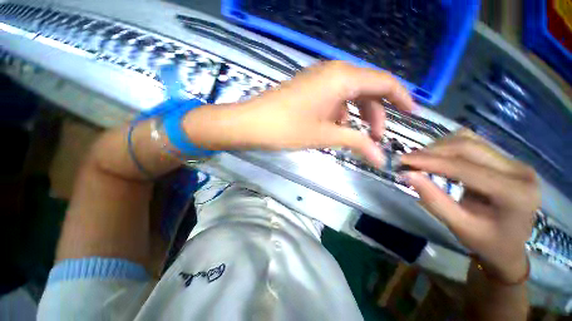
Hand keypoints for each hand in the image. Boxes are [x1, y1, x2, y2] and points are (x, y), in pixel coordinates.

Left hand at [182, 61, 413, 166]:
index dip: (402, 98)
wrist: (253, 123)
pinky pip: (334, 99)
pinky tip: (335, 130)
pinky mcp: (309, 88)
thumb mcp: (325, 135)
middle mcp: (333, 72)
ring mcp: (319, 79)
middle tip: (375, 139)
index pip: (384, 82)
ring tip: (354, 138)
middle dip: (375, 114)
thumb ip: (355, 142)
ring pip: (350, 96)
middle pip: (367, 90)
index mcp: (342, 78)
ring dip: (356, 117)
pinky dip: (340, 114)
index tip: (412, 115)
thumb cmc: (288, 128)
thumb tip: (380, 158)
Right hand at [401, 130, 539, 282]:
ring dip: (439, 147)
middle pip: (468, 146)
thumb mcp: (459, 227)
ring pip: (469, 140)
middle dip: (432, 151)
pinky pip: (473, 143)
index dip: (430, 161)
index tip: (402, 159)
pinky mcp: (505, 159)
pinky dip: (448, 148)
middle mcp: (519, 170)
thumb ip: (434, 200)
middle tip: (407, 159)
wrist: (512, 244)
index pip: (465, 168)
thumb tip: (407, 174)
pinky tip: (437, 158)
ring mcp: (514, 161)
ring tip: (419, 159)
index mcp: (515, 193)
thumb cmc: (487, 242)